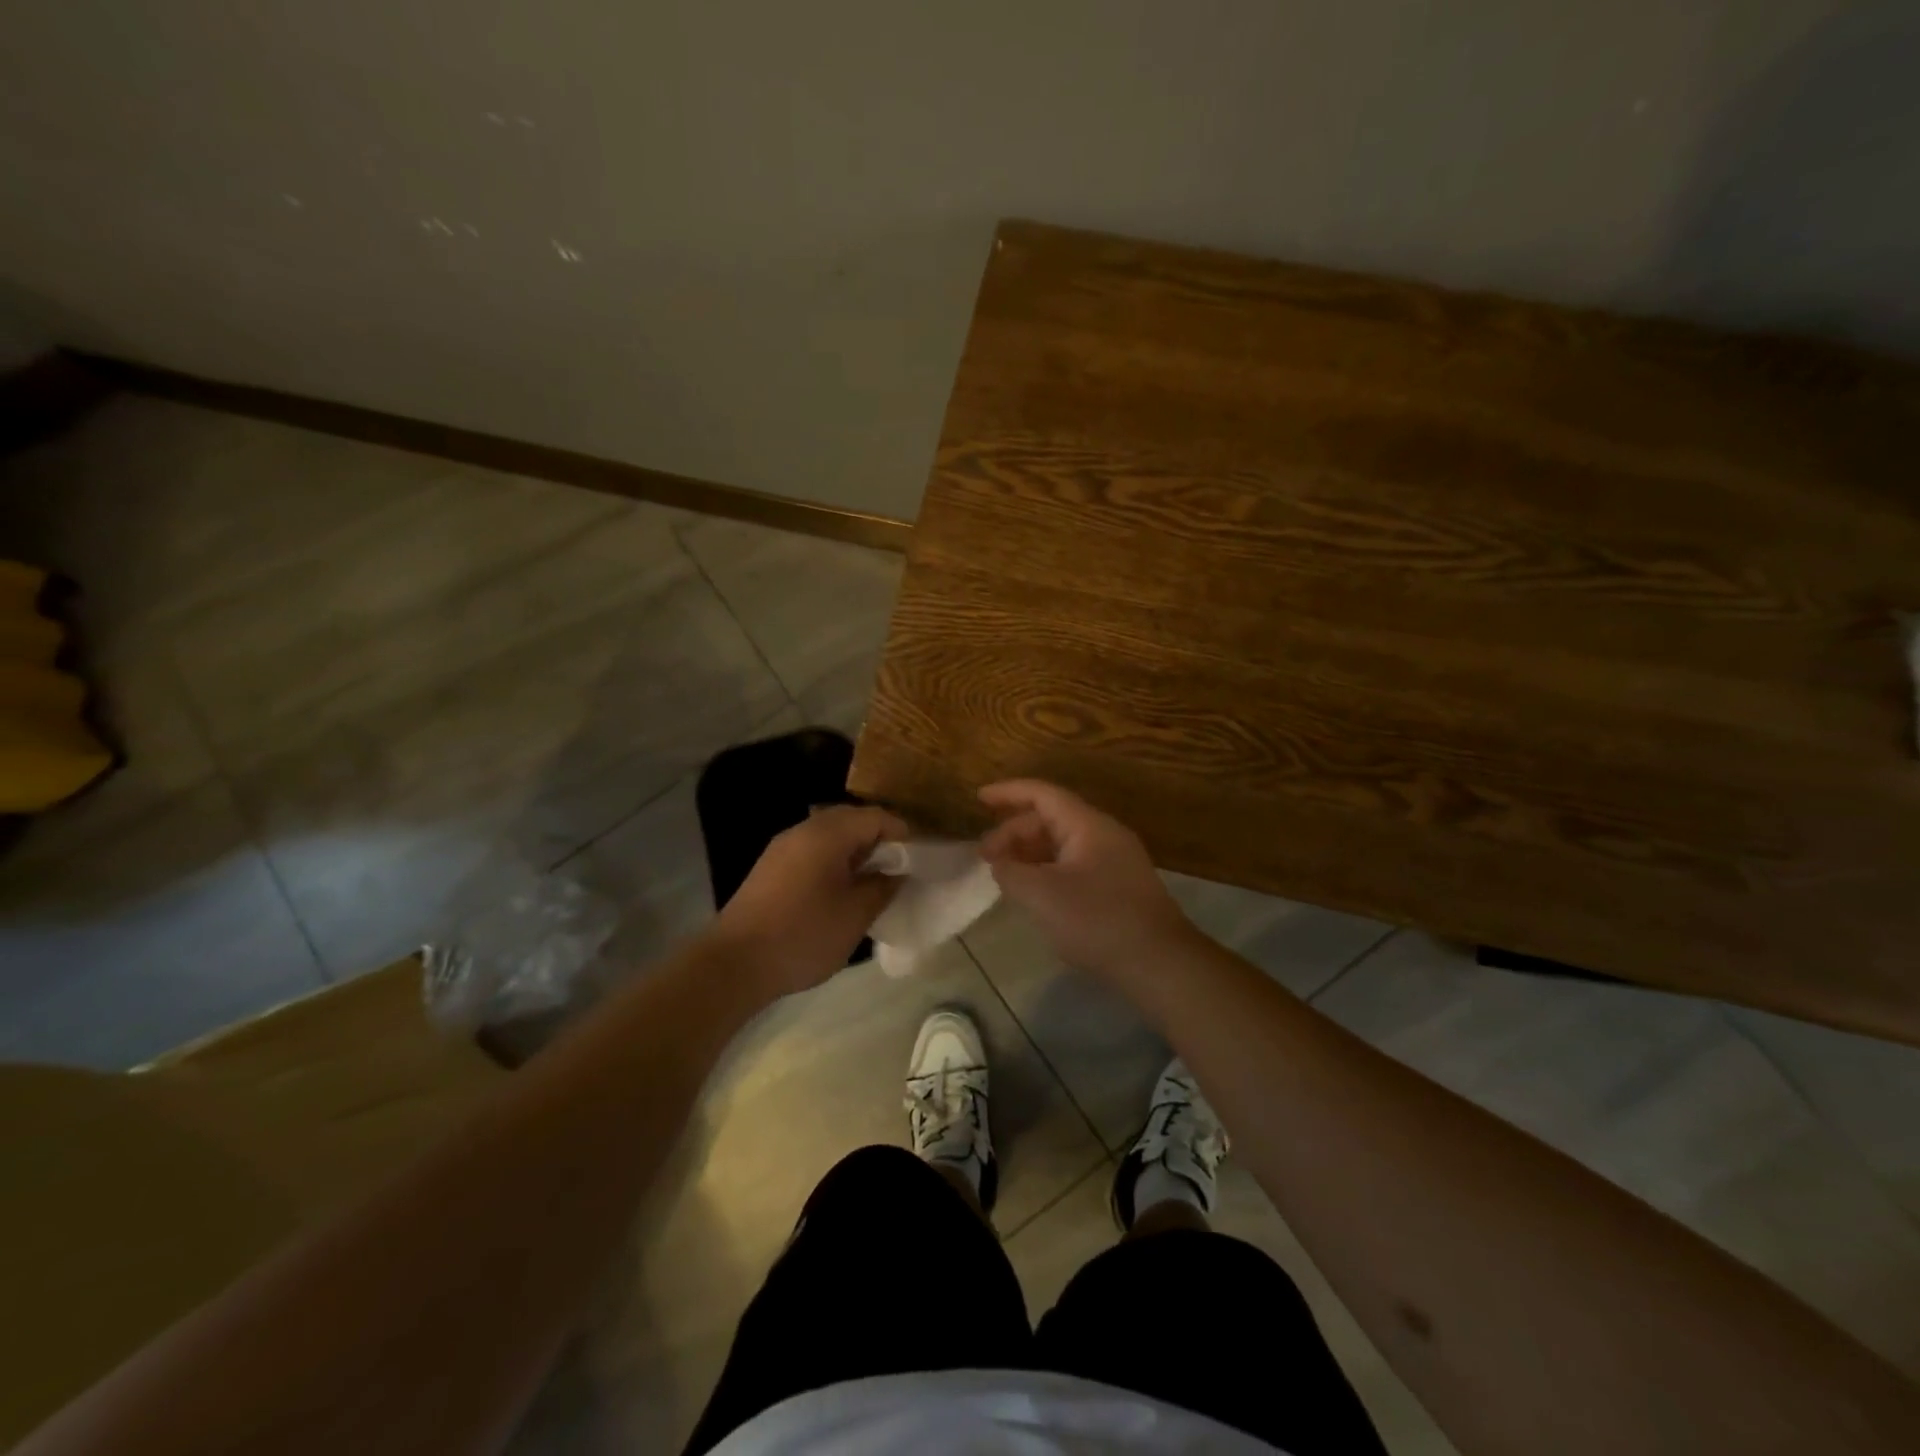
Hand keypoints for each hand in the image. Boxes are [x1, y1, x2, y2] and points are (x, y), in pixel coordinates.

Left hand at [712, 804, 908, 996]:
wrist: (734, 964)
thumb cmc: (803, 935)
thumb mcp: (856, 914)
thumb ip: (883, 886)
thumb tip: (897, 872)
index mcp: (827, 833)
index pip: (876, 816)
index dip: (903, 834)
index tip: (918, 861)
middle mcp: (803, 830)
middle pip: (852, 820)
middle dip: (879, 841)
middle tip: (898, 872)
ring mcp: (782, 848)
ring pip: (830, 837)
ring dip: (856, 853)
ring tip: (872, 884)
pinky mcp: (770, 868)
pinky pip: (812, 852)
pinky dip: (834, 863)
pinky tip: (840, 893)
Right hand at [978, 780, 1193, 978]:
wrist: (1160, 964)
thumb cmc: (1097, 921)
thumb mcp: (1041, 895)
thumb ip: (1011, 872)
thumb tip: (1001, 864)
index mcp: (1088, 825)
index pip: (1043, 794)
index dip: (1008, 792)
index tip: (978, 799)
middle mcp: (1104, 834)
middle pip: (1051, 818)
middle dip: (1014, 832)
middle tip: (986, 857)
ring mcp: (1115, 861)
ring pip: (1063, 843)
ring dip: (1030, 853)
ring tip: (1005, 874)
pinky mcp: (1119, 887)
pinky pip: (1074, 864)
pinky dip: (1047, 870)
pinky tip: (1034, 893)